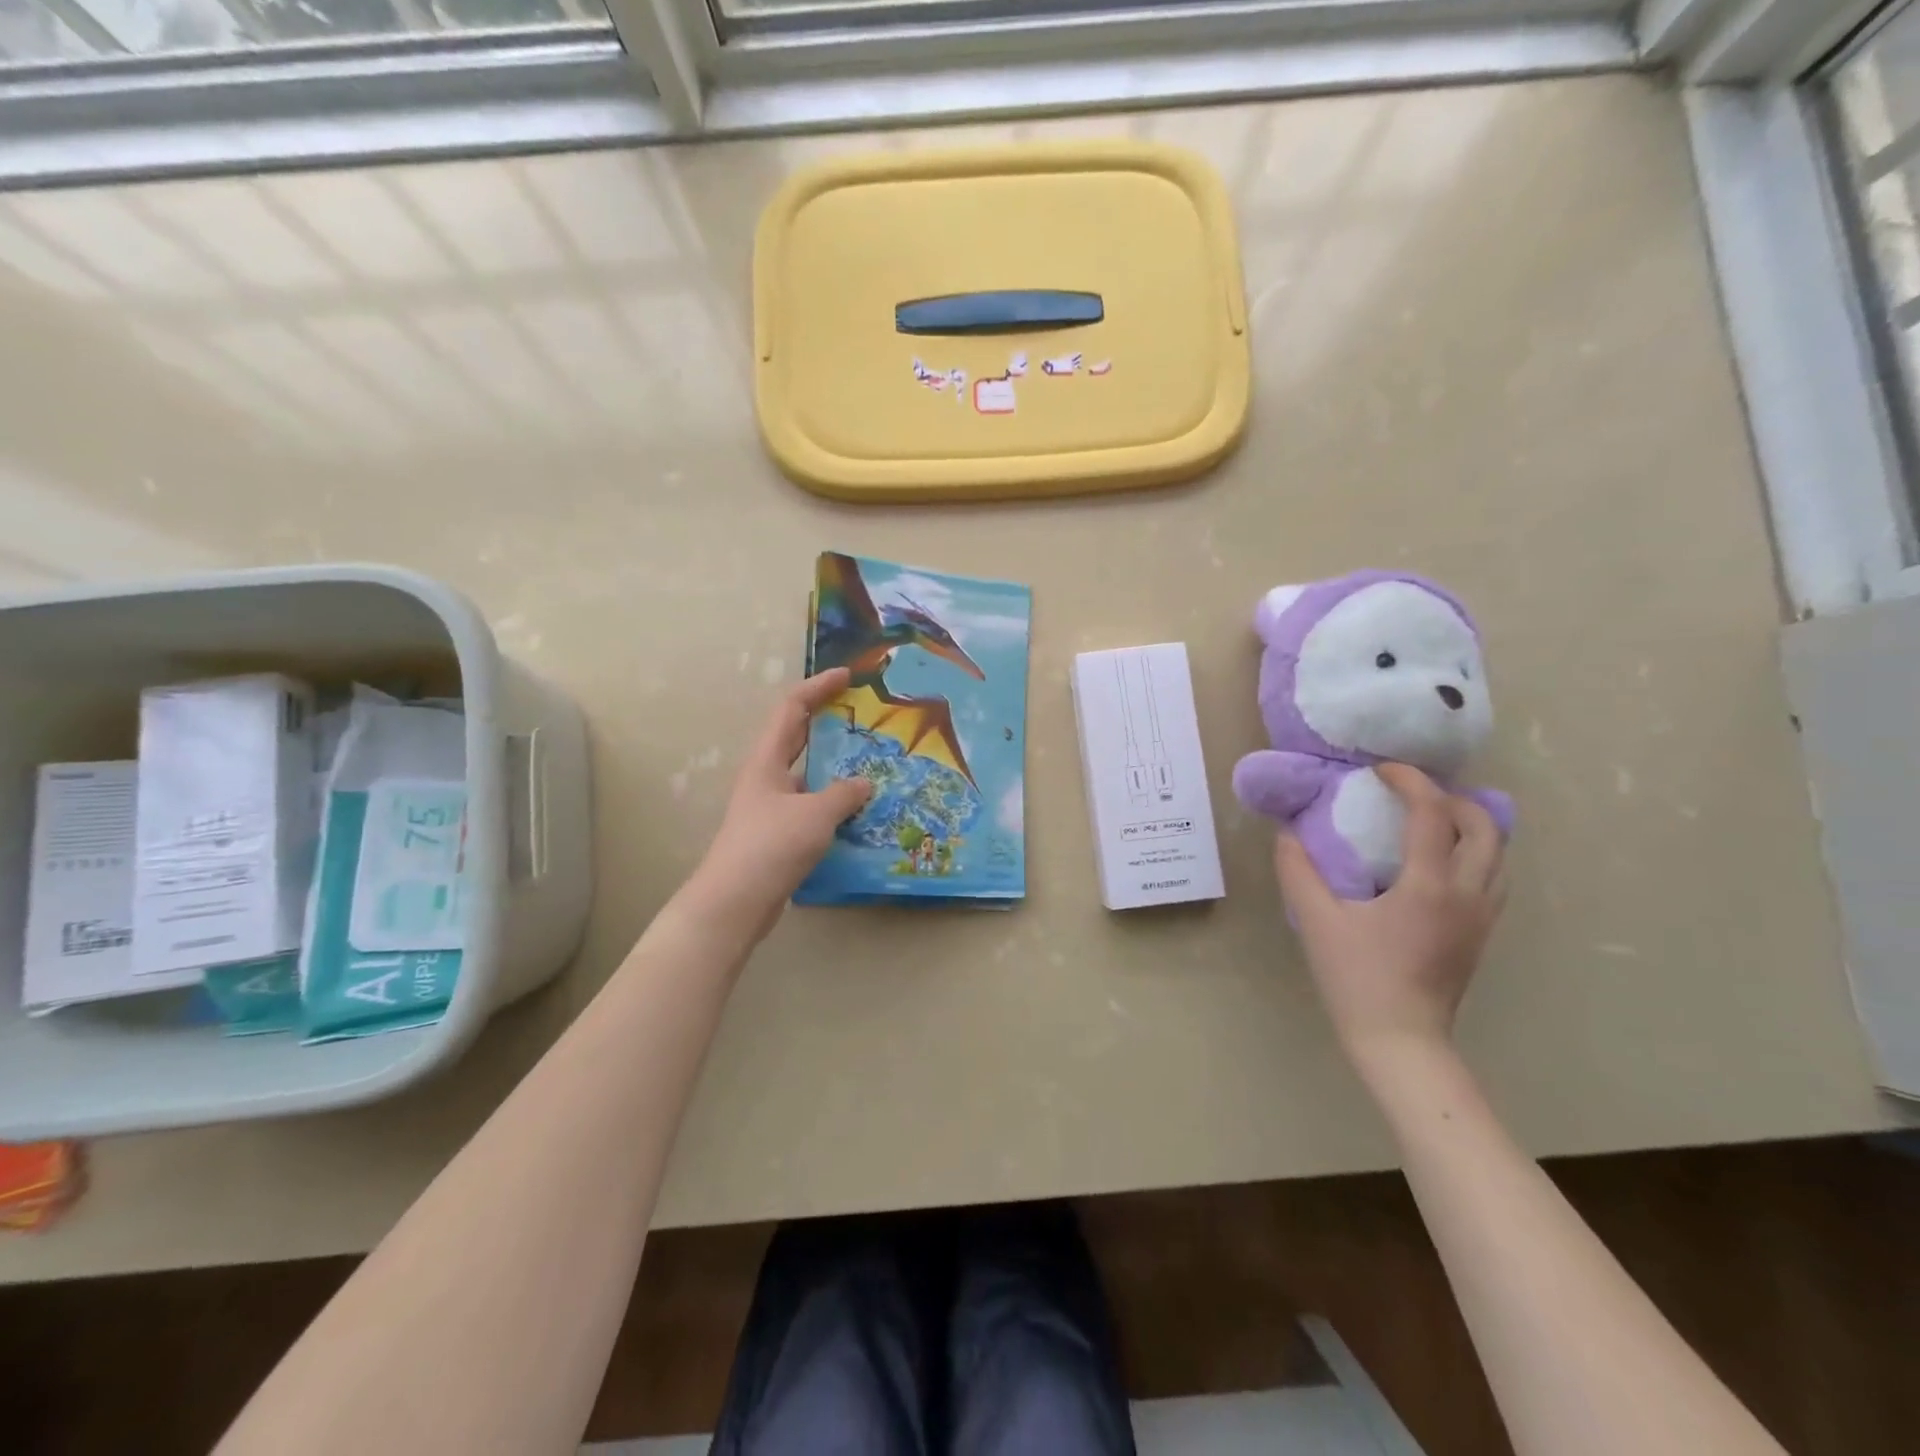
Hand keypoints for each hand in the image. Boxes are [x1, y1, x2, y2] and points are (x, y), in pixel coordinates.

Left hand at [683, 669, 870, 940]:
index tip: (847, 676)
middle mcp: (766, 777)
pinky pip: (811, 805)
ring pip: (807, 774)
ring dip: (835, 767)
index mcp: (767, 760)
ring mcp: (770, 806)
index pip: (792, 709)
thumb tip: (863, 784)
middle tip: (864, 717)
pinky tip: (859, 812)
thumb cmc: (771, 846)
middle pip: (798, 737)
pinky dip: (833, 802)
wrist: (736, 901)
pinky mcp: (778, 833)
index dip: (818, 687)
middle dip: (828, 723)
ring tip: (872, 765)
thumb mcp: (816, 814)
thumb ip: (844, 794)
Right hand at [1274, 764, 1505, 1061]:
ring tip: (1428, 820)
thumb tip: (1287, 834)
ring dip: (1469, 824)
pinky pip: (1493, 876)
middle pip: (1484, 826)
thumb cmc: (1357, 978)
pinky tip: (1439, 862)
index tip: (1381, 770)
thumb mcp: (1316, 921)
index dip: (1410, 781)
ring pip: (1498, 852)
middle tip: (1410, 794)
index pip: (1432, 813)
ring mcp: (1482, 916)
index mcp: (1428, 886)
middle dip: (1451, 797)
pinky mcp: (1482, 934)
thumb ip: (1298, 871)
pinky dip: (1474, 852)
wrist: (1401, 1041)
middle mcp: (1468, 894)